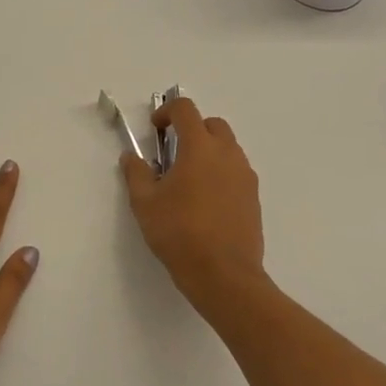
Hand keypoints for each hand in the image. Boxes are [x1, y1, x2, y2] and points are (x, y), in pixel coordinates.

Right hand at [120, 98, 266, 314]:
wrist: (224, 275)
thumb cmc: (179, 233)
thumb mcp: (145, 203)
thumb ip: (136, 174)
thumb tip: (131, 157)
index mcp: (200, 148)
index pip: (186, 109)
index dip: (167, 111)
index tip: (155, 129)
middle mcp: (227, 154)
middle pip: (212, 124)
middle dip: (192, 129)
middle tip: (173, 152)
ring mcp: (245, 176)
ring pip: (228, 148)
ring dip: (208, 151)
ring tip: (188, 180)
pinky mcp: (254, 198)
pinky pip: (236, 172)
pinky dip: (221, 173)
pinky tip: (205, 201)